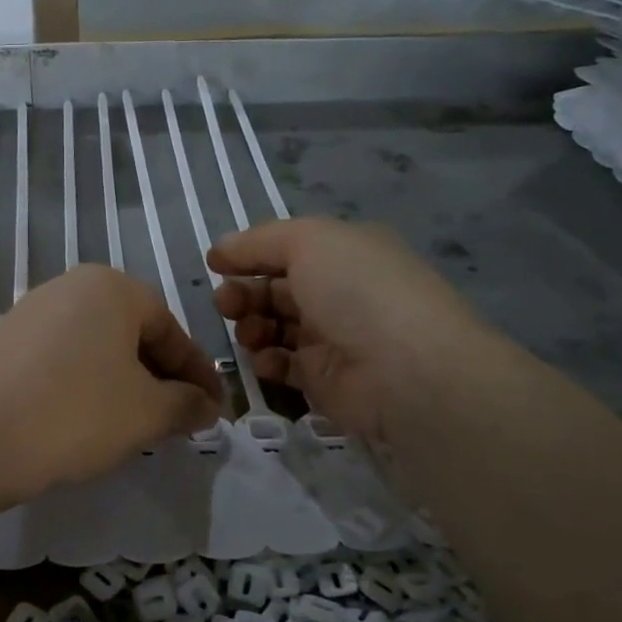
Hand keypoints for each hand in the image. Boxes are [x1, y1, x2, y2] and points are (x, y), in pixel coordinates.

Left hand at [0, 265, 222, 506]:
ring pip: (96, 348)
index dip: (198, 372)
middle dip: (160, 378)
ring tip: (135, 424)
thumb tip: (207, 405)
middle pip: (132, 334)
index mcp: (111, 287)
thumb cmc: (75, 414)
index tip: (215, 408)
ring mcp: (30, 312)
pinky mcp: (2, 343)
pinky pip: (61, 360)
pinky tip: (85, 420)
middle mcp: (69, 287)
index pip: (171, 329)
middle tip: (178, 418)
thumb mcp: (147, 413)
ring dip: (123, 383)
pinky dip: (85, 386)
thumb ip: (187, 404)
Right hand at [209, 218, 492, 442]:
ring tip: (248, 332)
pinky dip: (267, 361)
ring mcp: (334, 339)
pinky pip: (284, 366)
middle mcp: (340, 293)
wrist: (406, 371)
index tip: (215, 265)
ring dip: (251, 326)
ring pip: (275, 327)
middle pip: (276, 289)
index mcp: (345, 254)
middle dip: (244, 293)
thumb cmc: (358, 291)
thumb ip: (258, 242)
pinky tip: (265, 360)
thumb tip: (220, 251)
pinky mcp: (325, 380)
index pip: (287, 249)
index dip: (249, 255)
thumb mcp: (309, 241)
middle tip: (226, 303)